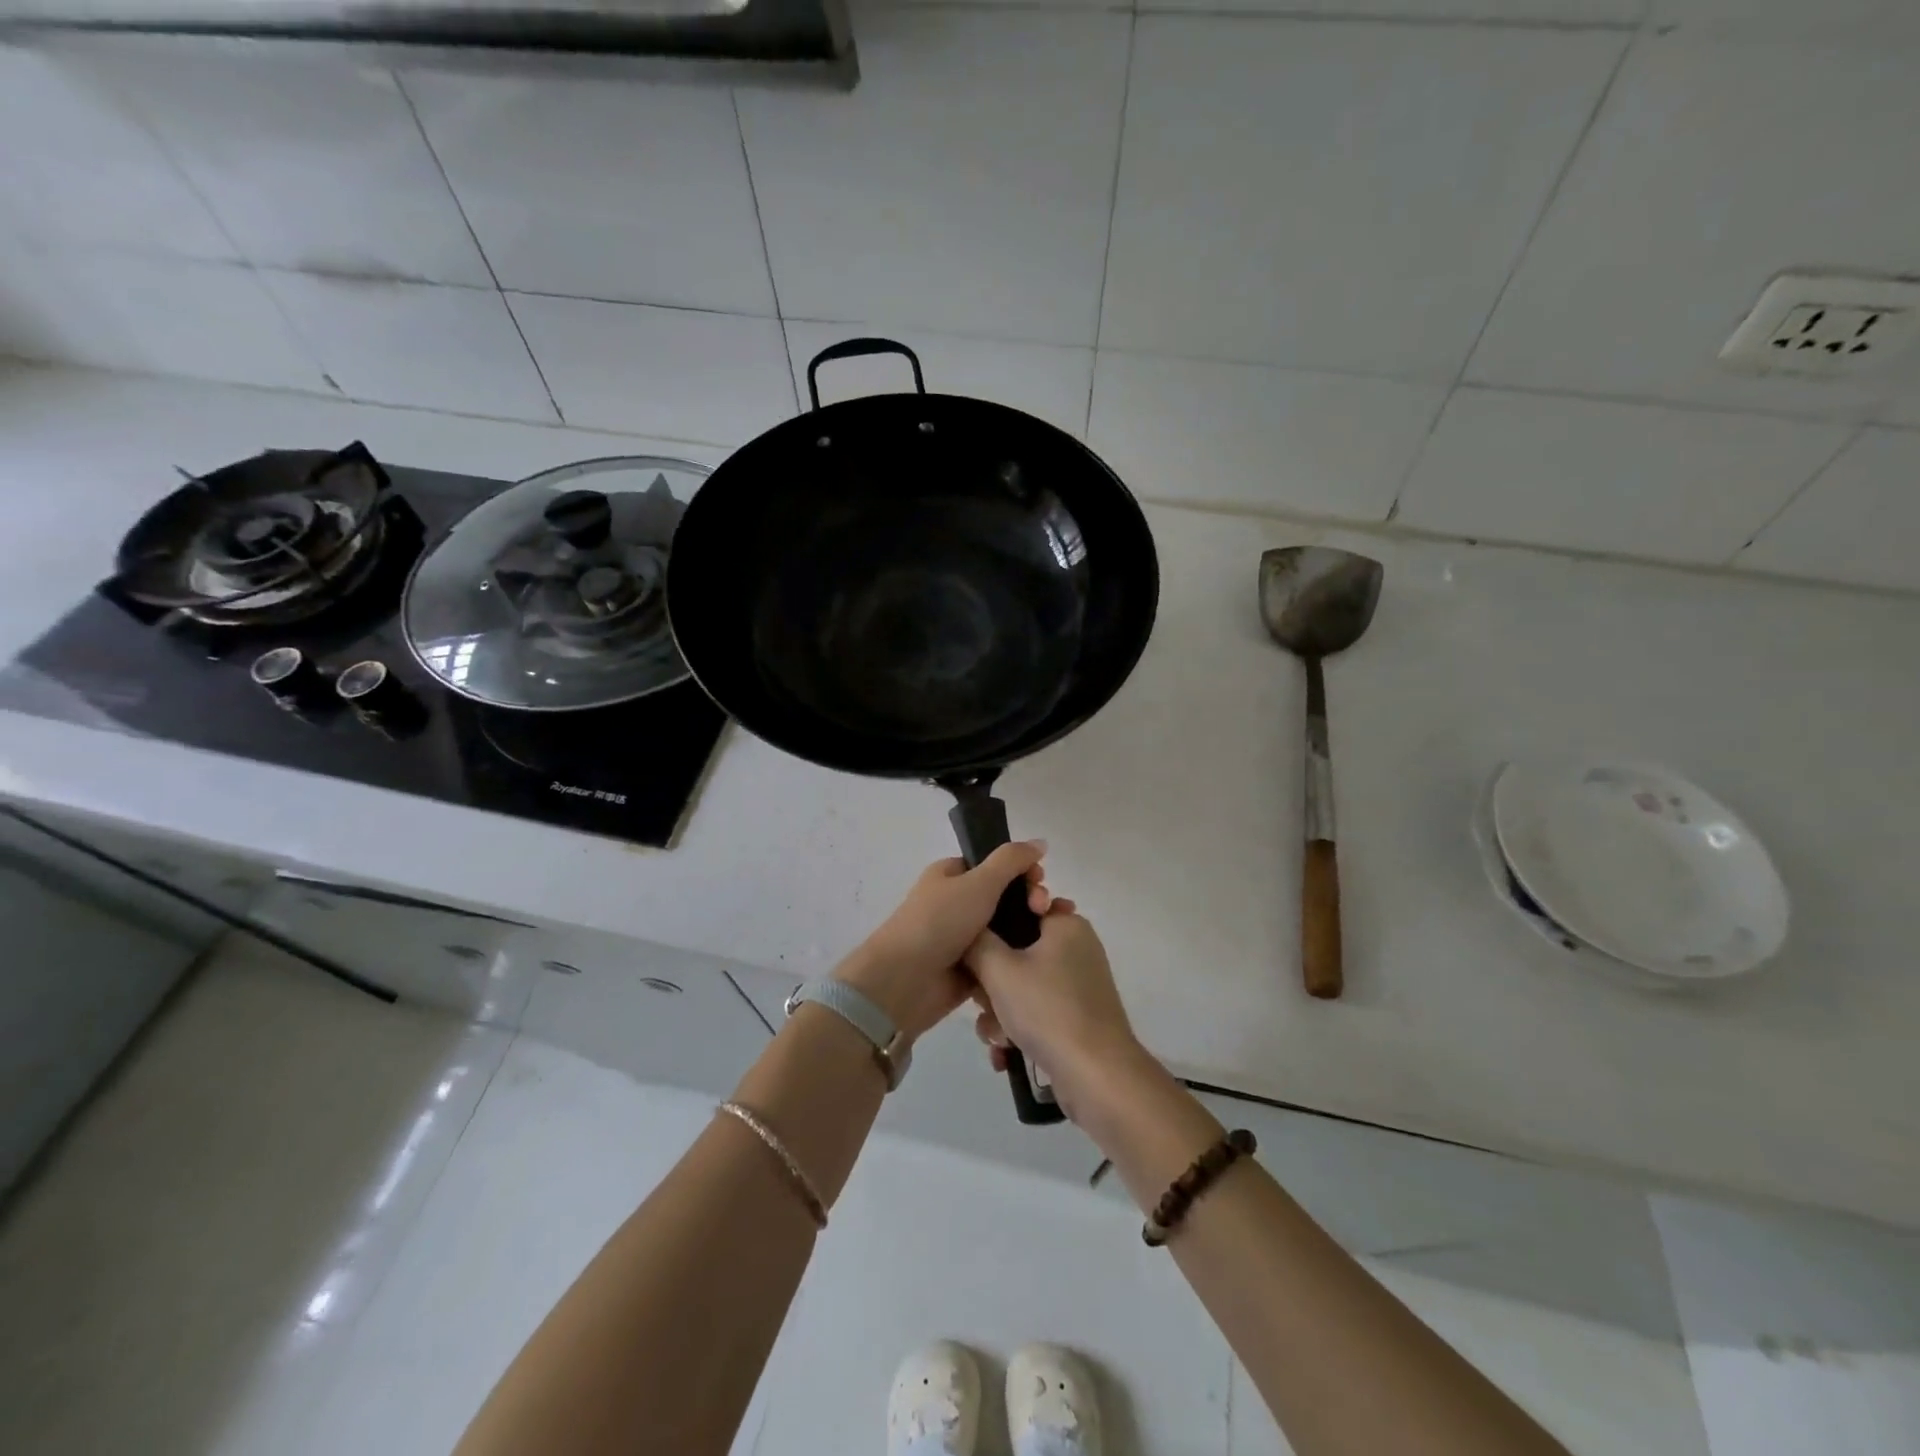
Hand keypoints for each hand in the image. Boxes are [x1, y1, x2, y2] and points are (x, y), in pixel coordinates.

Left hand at [834, 842, 1051, 1041]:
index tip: (1040, 879)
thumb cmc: (940, 922)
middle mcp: (956, 902)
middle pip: (1005, 896)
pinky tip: (1045, 955)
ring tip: (1054, 931)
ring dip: (1031, 927)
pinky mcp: (971, 968)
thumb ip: (1011, 860)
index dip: (1021, 869)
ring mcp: (964, 937)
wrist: (906, 980)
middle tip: (1043, 909)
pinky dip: (1020, 955)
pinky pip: (1002, 956)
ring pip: (1006, 927)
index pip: (994, 865)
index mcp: (951, 875)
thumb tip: (1040, 842)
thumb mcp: (979, 881)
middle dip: (1030, 898)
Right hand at [965, 904, 1143, 1122]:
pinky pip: (1037, 1012)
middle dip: (992, 985)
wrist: (1096, 1075)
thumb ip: (976, 941)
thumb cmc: (1047, 1009)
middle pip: (1016, 953)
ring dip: (1000, 1013)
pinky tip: (1006, 1054)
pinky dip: (1019, 1030)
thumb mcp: (999, 968)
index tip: (976, 953)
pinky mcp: (1078, 1018)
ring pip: (1023, 987)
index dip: (992, 930)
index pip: (1019, 909)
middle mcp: (1076, 949)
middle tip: (985, 1004)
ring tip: (997, 1038)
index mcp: (1066, 925)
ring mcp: (1079, 986)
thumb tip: (967, 929)